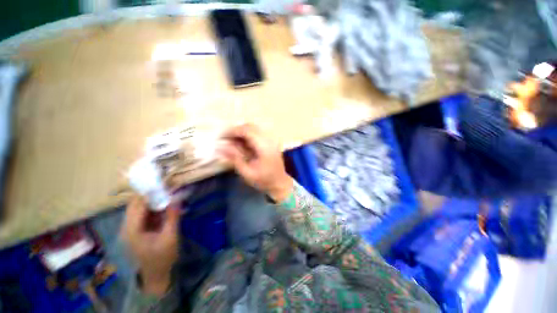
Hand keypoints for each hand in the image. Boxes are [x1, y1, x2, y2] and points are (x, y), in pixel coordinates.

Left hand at [121, 196, 179, 296]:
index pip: (137, 205)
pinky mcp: (137, 230)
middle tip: (167, 187)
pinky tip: (164, 206)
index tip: (163, 184)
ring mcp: (131, 229)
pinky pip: (143, 214)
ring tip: (167, 194)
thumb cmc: (163, 257)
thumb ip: (172, 217)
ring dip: (152, 200)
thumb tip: (176, 199)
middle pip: (135, 205)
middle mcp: (127, 227)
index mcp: (132, 230)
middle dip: (150, 195)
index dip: (149, 193)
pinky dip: (153, 208)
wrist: (156, 274)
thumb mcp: (170, 237)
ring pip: (138, 208)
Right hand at [219, 124, 292, 201]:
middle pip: (251, 127)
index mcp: (264, 147)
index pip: (247, 131)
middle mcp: (269, 140)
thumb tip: (221, 147)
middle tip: (226, 139)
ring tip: (232, 142)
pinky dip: (248, 135)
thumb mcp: (247, 173)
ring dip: (242, 132)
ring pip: (254, 128)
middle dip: (236, 131)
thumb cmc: (264, 180)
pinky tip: (242, 144)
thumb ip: (235, 159)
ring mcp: (271, 140)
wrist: (280, 183)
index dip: (233, 131)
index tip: (222, 137)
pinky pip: (257, 133)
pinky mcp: (271, 142)